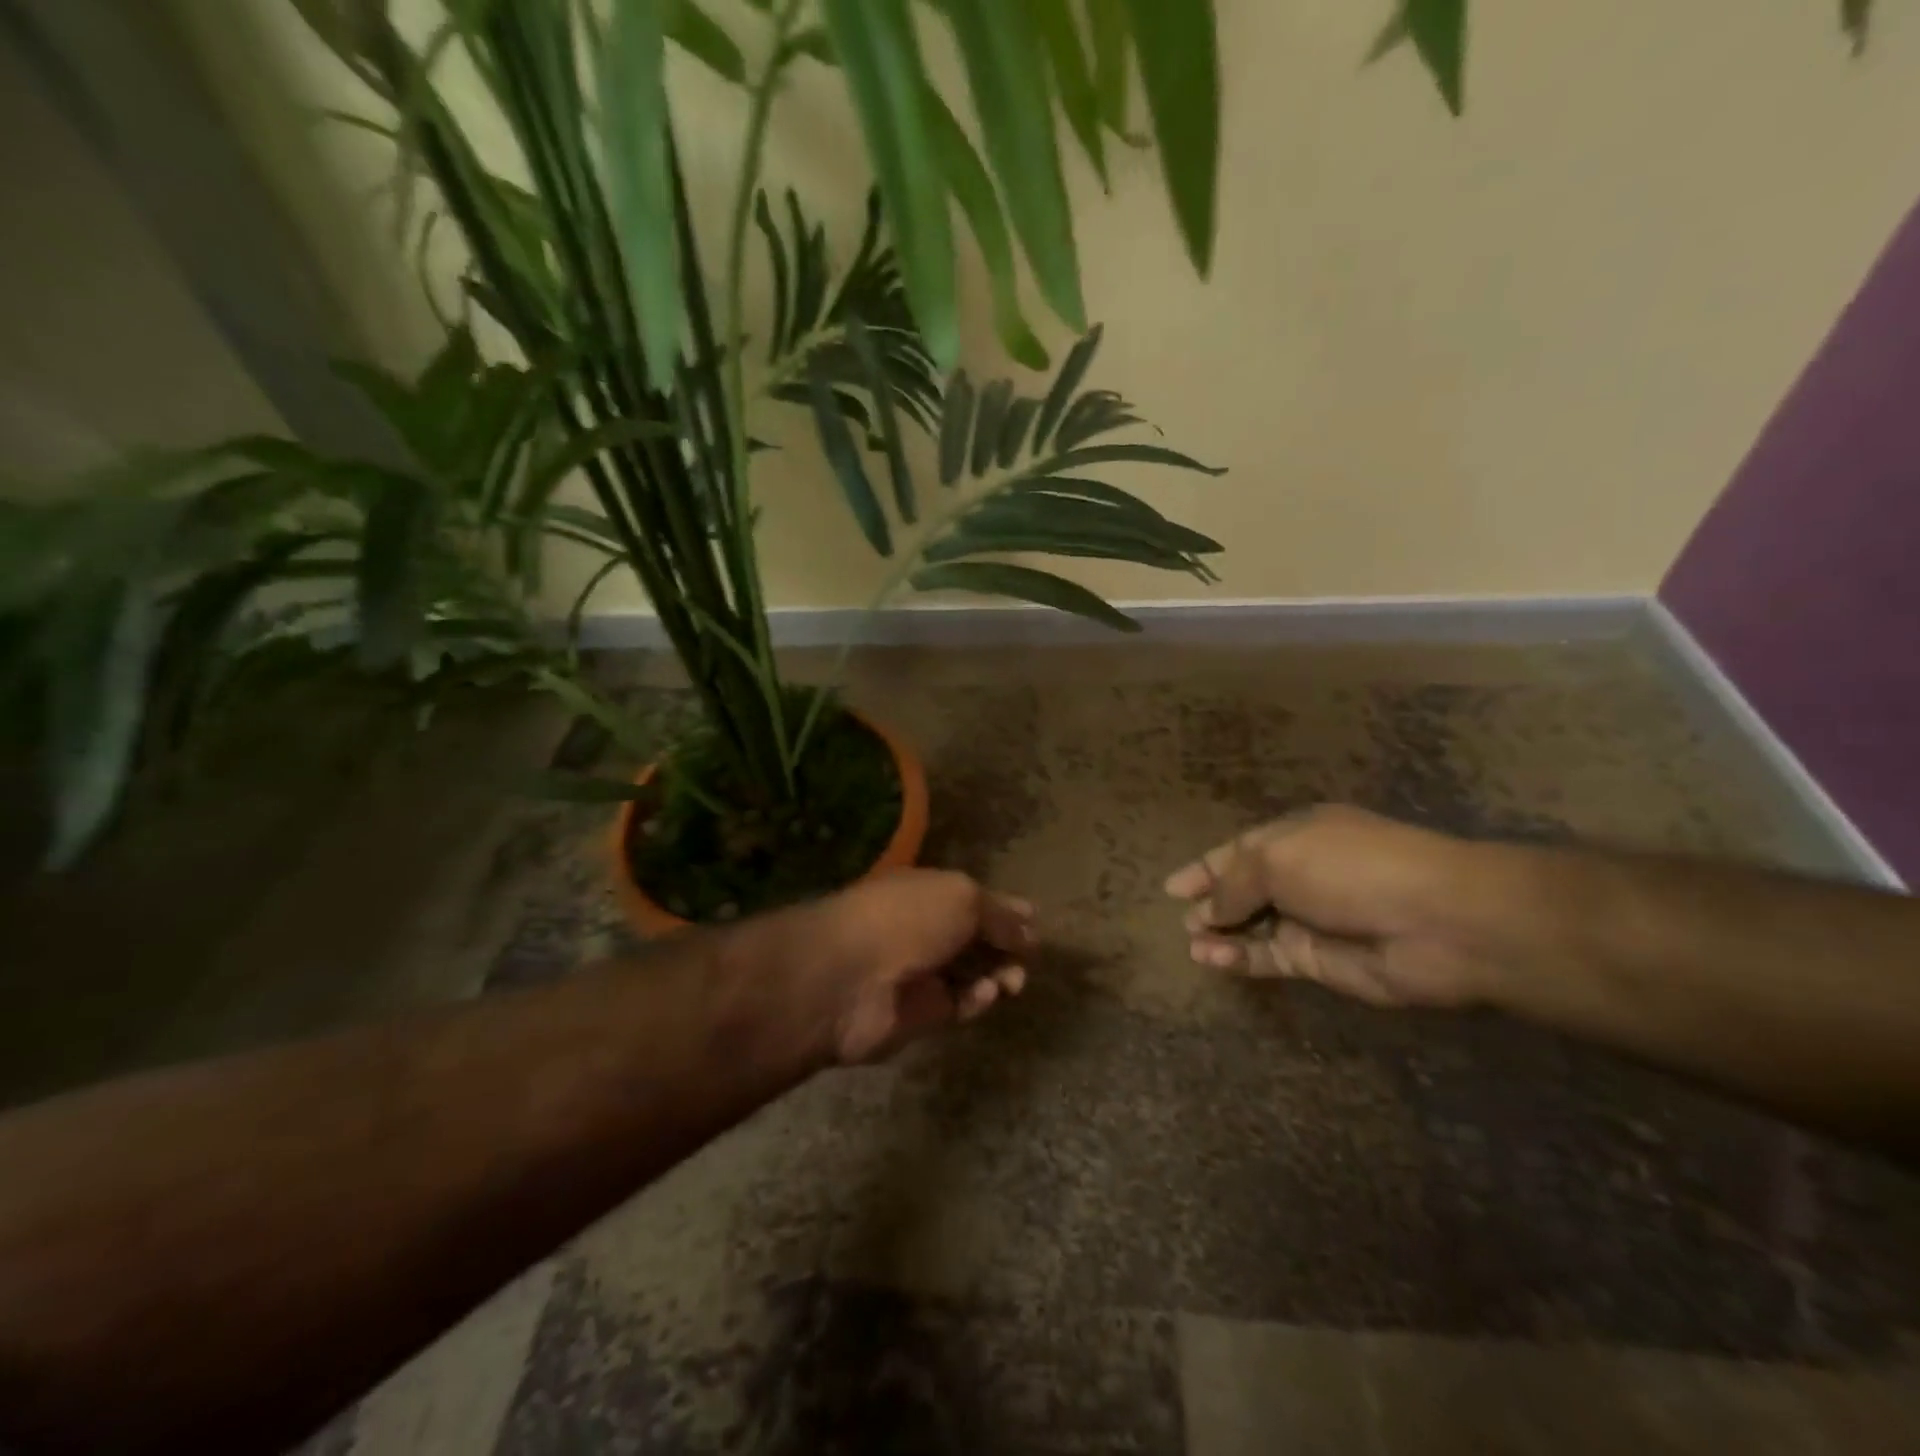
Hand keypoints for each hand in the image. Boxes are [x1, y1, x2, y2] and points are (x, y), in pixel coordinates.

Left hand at [792, 868, 1035, 1064]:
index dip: (1003, 909)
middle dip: (1006, 945)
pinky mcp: (921, 1014)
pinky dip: (977, 1000)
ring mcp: (921, 973)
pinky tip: (986, 994)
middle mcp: (924, 929)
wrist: (848, 978)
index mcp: (927, 892)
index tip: (1034, 922)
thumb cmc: (907, 919)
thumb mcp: (962, 898)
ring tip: (1014, 980)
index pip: (973, 899)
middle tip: (1028, 955)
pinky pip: (959, 1005)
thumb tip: (1030, 925)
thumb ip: (999, 914)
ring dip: (998, 975)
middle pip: (975, 938)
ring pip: (972, 974)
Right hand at [1163, 805, 1495, 1008]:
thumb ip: (1233, 883)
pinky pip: (1270, 957)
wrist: (1439, 922)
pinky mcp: (1321, 961)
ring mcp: (1313, 919)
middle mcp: (1303, 874)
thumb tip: (1208, 912)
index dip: (1205, 867)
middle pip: (1245, 889)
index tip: (1172, 886)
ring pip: (1254, 927)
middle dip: (1211, 903)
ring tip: (1191, 942)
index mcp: (1297, 835)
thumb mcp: (1277, 858)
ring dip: (1221, 934)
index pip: (1239, 850)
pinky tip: (1211, 959)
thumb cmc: (1351, 868)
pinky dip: (1239, 959)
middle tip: (1182, 919)